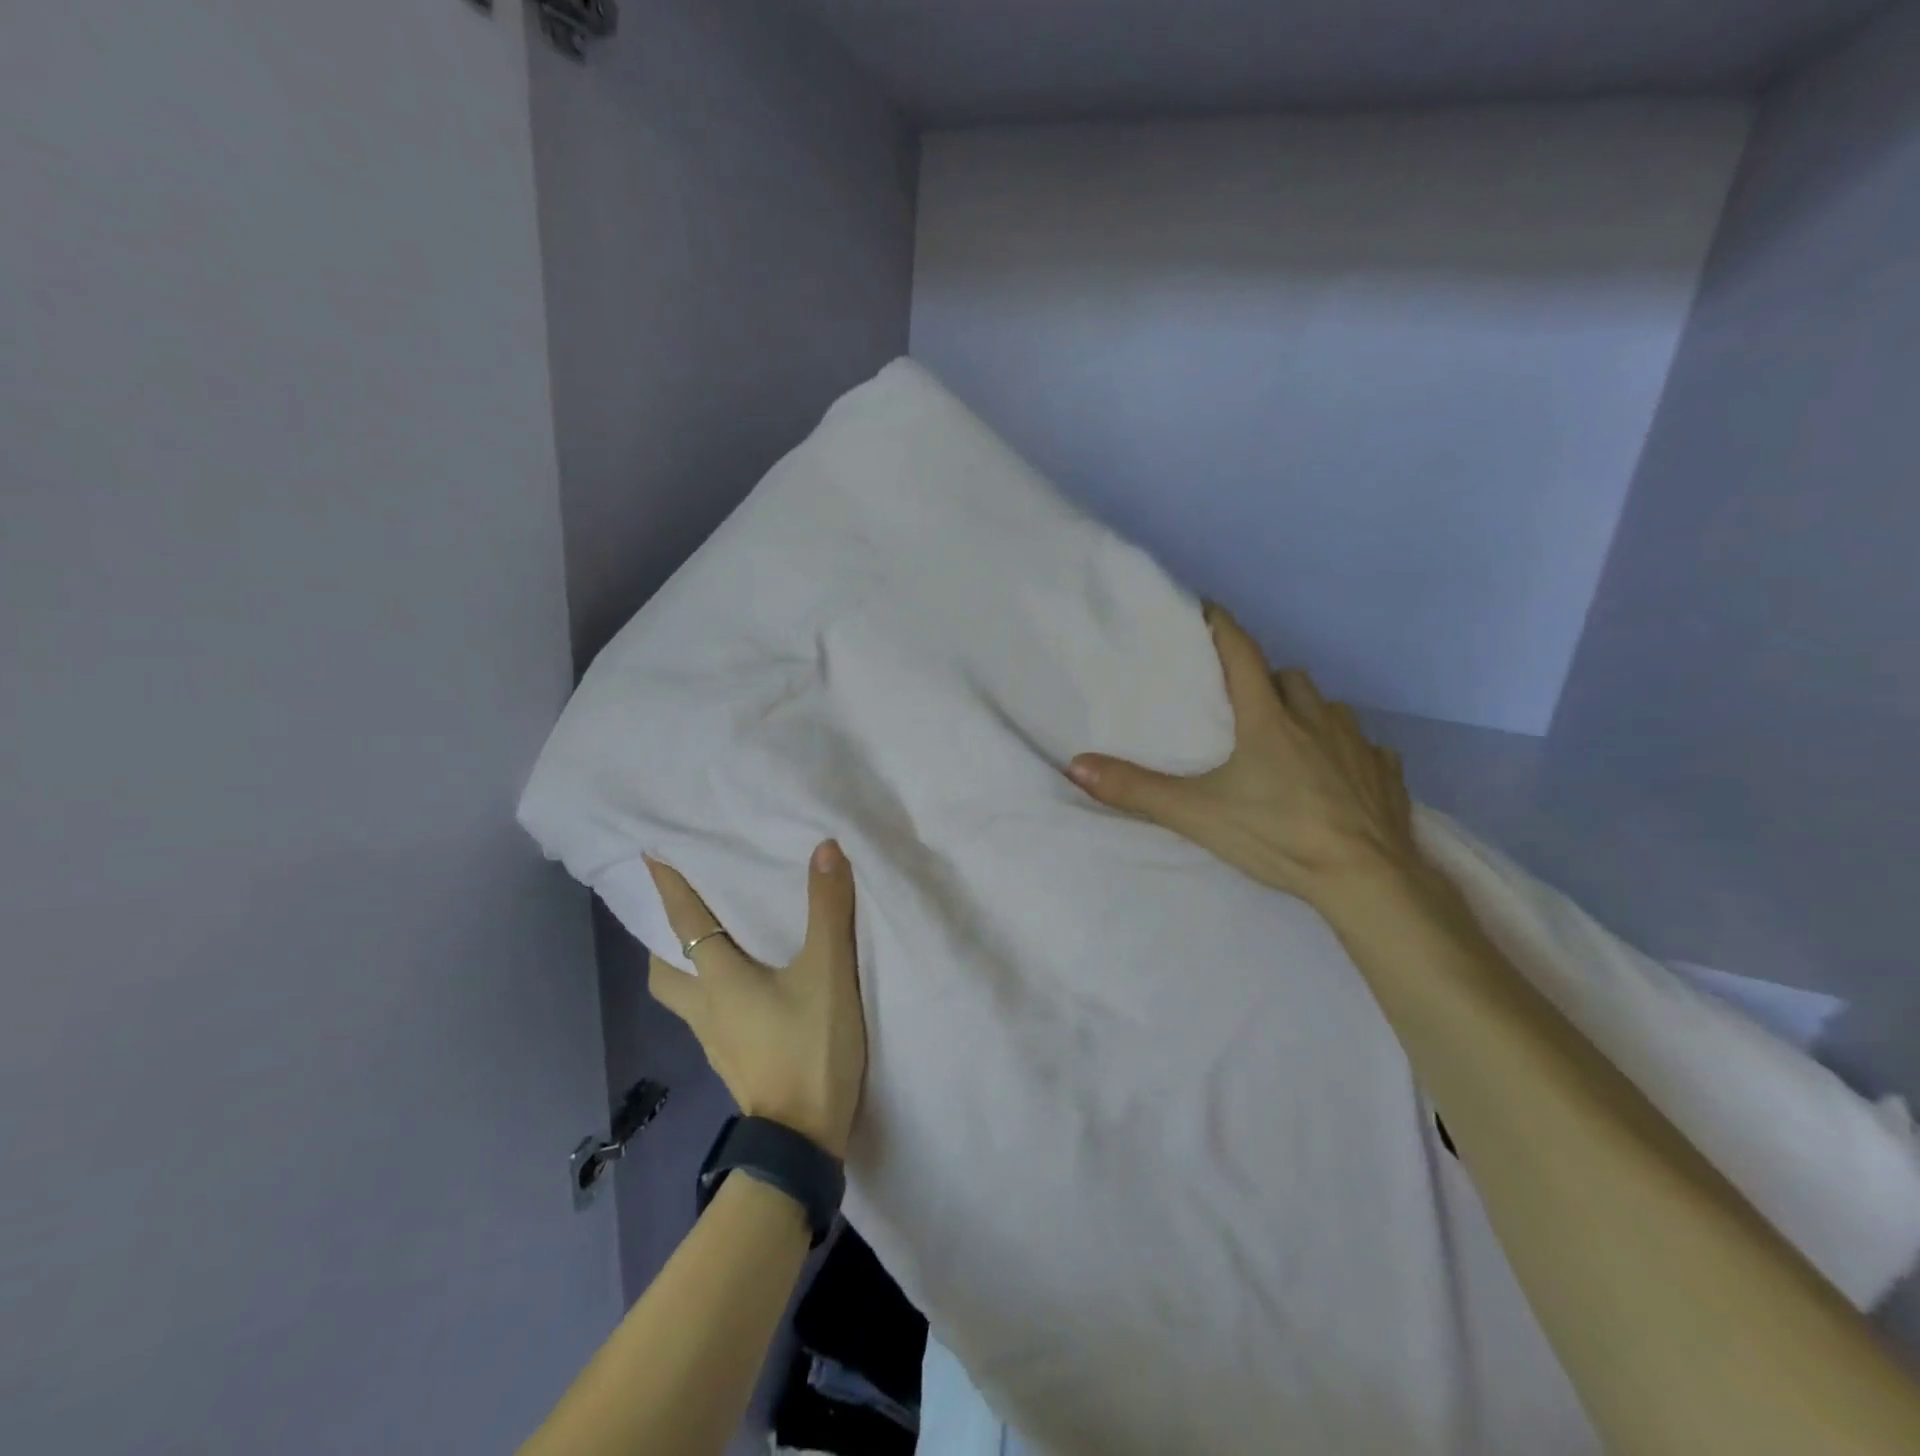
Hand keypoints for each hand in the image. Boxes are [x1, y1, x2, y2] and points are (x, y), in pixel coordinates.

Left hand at [644, 841, 866, 1158]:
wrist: (802, 1141)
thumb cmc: (810, 1048)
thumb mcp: (828, 973)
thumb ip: (828, 911)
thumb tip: (826, 848)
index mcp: (720, 980)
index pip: (684, 923)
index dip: (669, 887)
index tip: (649, 855)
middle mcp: (706, 1009)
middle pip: (664, 972)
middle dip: (662, 940)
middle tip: (677, 914)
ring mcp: (716, 1041)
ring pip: (683, 998)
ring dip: (685, 969)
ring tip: (709, 948)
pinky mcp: (733, 1062)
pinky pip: (708, 1016)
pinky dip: (712, 994)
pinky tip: (743, 993)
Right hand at [1066, 605, 1421, 909]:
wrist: (1367, 878)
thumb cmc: (1278, 835)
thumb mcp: (1197, 814)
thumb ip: (1137, 790)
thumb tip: (1076, 765)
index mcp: (1269, 718)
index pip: (1242, 654)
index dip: (1222, 627)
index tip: (1207, 610)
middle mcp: (1316, 719)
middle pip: (1289, 677)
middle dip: (1266, 681)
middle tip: (1244, 706)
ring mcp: (1358, 745)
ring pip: (1329, 709)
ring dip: (1307, 713)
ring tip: (1289, 742)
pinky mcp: (1387, 774)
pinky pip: (1367, 747)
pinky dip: (1347, 751)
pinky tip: (1338, 776)